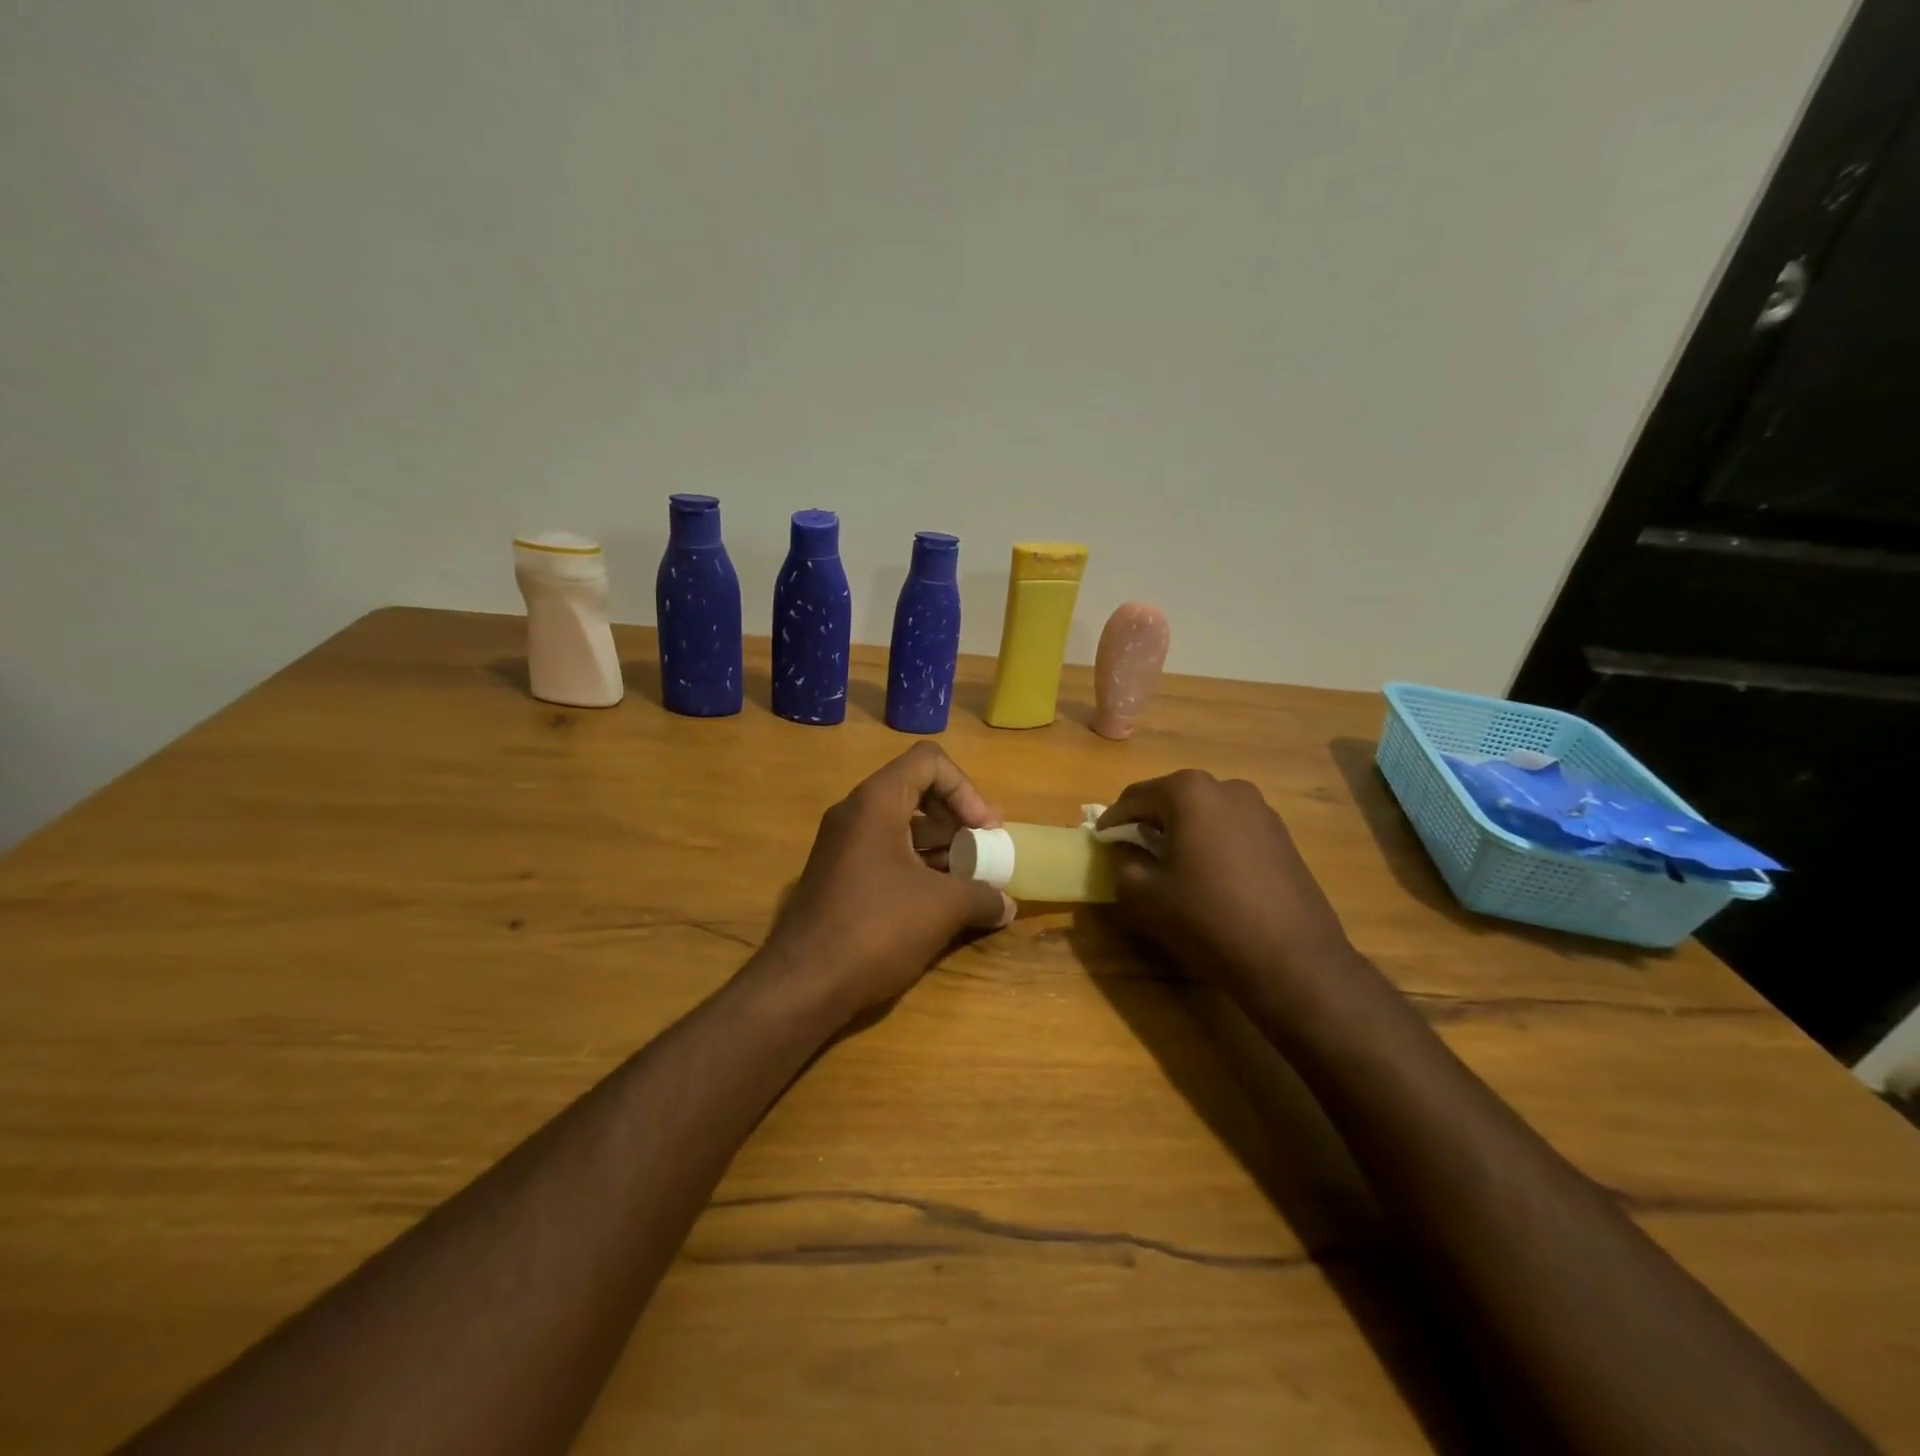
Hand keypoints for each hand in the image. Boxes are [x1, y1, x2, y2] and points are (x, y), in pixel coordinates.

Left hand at [766, 743, 1016, 1019]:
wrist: (803, 983)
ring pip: (901, 826)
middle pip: (916, 791)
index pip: (929, 762)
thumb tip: (1007, 905)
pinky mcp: (837, 876)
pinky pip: (885, 854)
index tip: (985, 829)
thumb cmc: (877, 927)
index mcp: (876, 802)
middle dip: (956, 819)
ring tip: (970, 880)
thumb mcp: (942, 908)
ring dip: (940, 847)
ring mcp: (842, 845)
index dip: (965, 789)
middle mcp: (855, 814)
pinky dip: (917, 866)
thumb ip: (982, 896)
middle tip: (983, 850)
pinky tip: (941, 902)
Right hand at [1097, 771, 1356, 1004]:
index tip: (1099, 840)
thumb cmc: (1207, 918)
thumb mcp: (1144, 895)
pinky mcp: (1282, 836)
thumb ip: (1123, 864)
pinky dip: (1211, 843)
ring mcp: (1261, 810)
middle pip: (1173, 798)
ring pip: (1205, 813)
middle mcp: (1228, 788)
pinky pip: (1231, 830)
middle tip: (1131, 849)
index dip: (1113, 820)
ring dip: (1182, 830)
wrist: (1292, 960)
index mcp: (1189, 792)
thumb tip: (1128, 853)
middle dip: (1149, 820)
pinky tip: (1207, 875)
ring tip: (1169, 862)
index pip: (1136, 797)